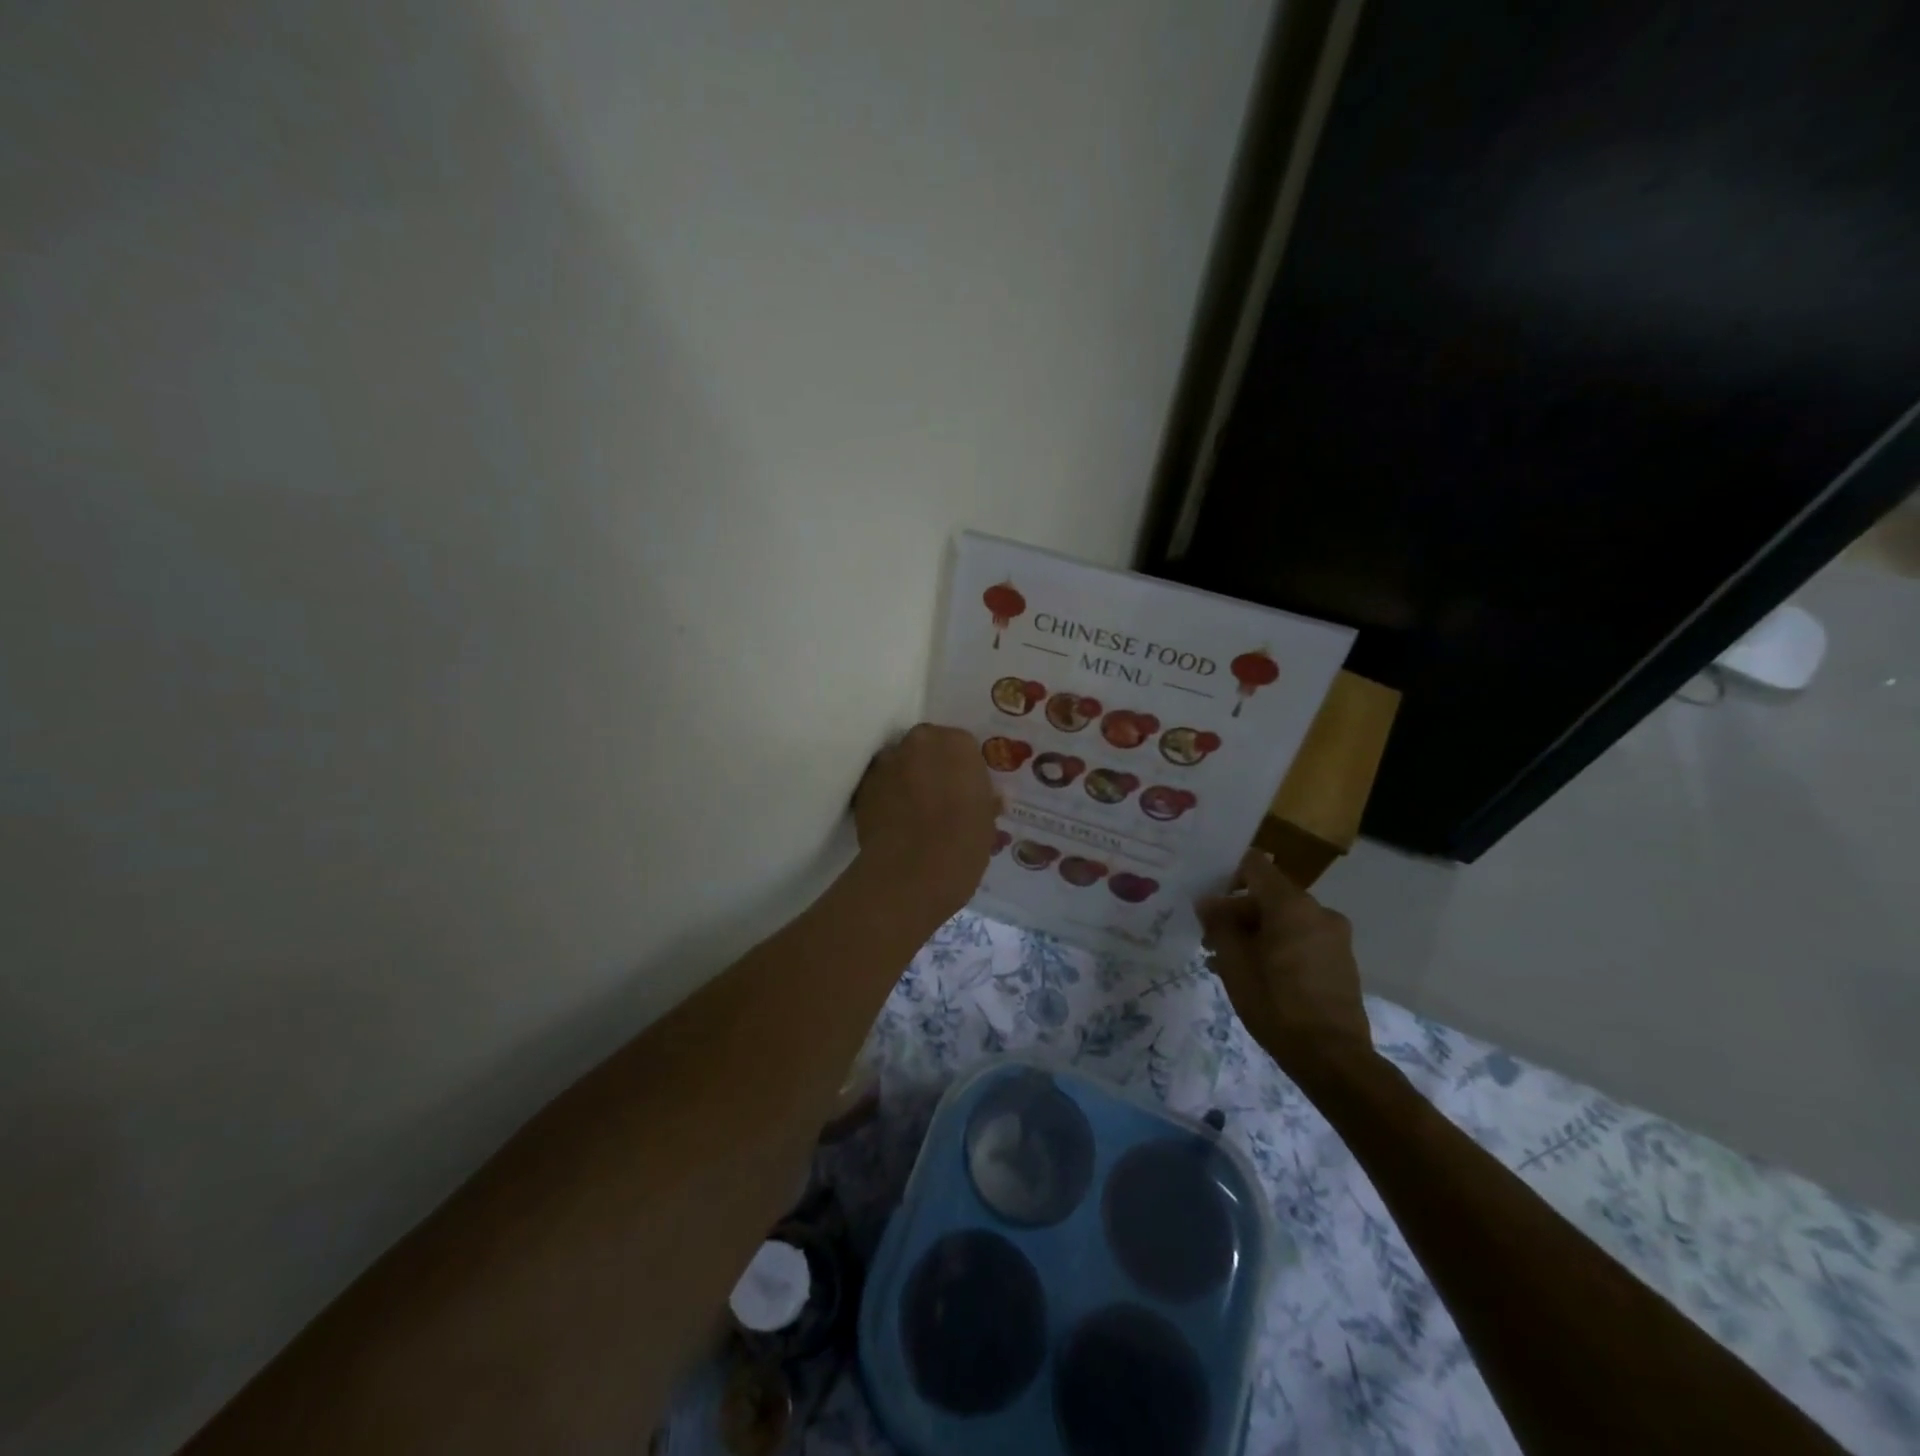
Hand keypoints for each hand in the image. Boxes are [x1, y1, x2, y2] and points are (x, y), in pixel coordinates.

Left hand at [854, 724, 999, 917]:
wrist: (914, 870)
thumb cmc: (963, 842)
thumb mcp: (987, 820)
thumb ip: (984, 800)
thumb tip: (988, 800)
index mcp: (958, 743)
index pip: (962, 746)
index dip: (962, 770)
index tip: (964, 791)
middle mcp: (920, 741)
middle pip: (927, 748)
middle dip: (932, 767)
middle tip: (940, 798)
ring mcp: (887, 761)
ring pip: (899, 764)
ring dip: (906, 779)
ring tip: (913, 812)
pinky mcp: (863, 785)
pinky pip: (880, 785)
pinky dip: (886, 797)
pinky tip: (894, 822)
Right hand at [1197, 850, 1371, 1079]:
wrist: (1332, 1058)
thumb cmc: (1275, 1004)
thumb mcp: (1234, 963)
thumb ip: (1219, 924)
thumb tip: (1208, 901)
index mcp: (1291, 905)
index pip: (1255, 866)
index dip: (1228, 876)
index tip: (1209, 901)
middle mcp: (1318, 911)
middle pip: (1269, 895)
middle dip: (1238, 913)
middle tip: (1210, 941)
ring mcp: (1334, 936)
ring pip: (1284, 919)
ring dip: (1256, 932)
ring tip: (1228, 963)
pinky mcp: (1341, 960)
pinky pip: (1302, 938)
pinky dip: (1278, 946)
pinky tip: (1257, 975)